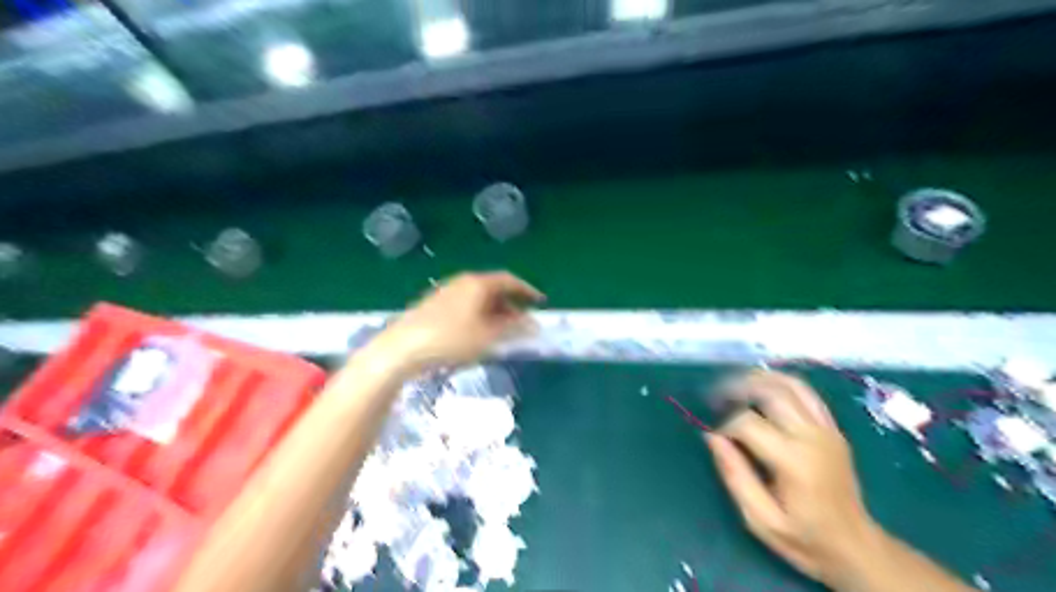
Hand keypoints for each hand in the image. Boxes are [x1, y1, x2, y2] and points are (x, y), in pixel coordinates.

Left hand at [373, 272, 543, 374]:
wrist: (402, 348)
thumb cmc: (451, 339)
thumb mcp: (488, 336)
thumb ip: (513, 328)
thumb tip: (534, 324)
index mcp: (478, 283)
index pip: (509, 280)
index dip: (527, 290)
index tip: (539, 302)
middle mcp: (462, 282)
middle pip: (493, 288)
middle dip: (510, 304)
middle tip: (522, 322)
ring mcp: (446, 292)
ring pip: (478, 298)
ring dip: (494, 312)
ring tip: (502, 332)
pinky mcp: (434, 305)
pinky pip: (465, 305)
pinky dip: (478, 315)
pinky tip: (476, 334)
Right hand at [705, 370, 880, 586]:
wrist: (856, 547)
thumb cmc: (804, 539)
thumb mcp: (761, 520)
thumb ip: (734, 475)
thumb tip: (712, 437)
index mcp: (793, 461)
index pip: (747, 423)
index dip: (724, 425)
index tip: (715, 438)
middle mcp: (812, 437)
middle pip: (769, 392)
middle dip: (736, 389)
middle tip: (715, 398)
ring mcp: (826, 429)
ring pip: (789, 384)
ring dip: (758, 379)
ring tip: (735, 386)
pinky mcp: (832, 428)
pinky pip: (806, 392)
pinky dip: (781, 382)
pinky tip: (762, 386)